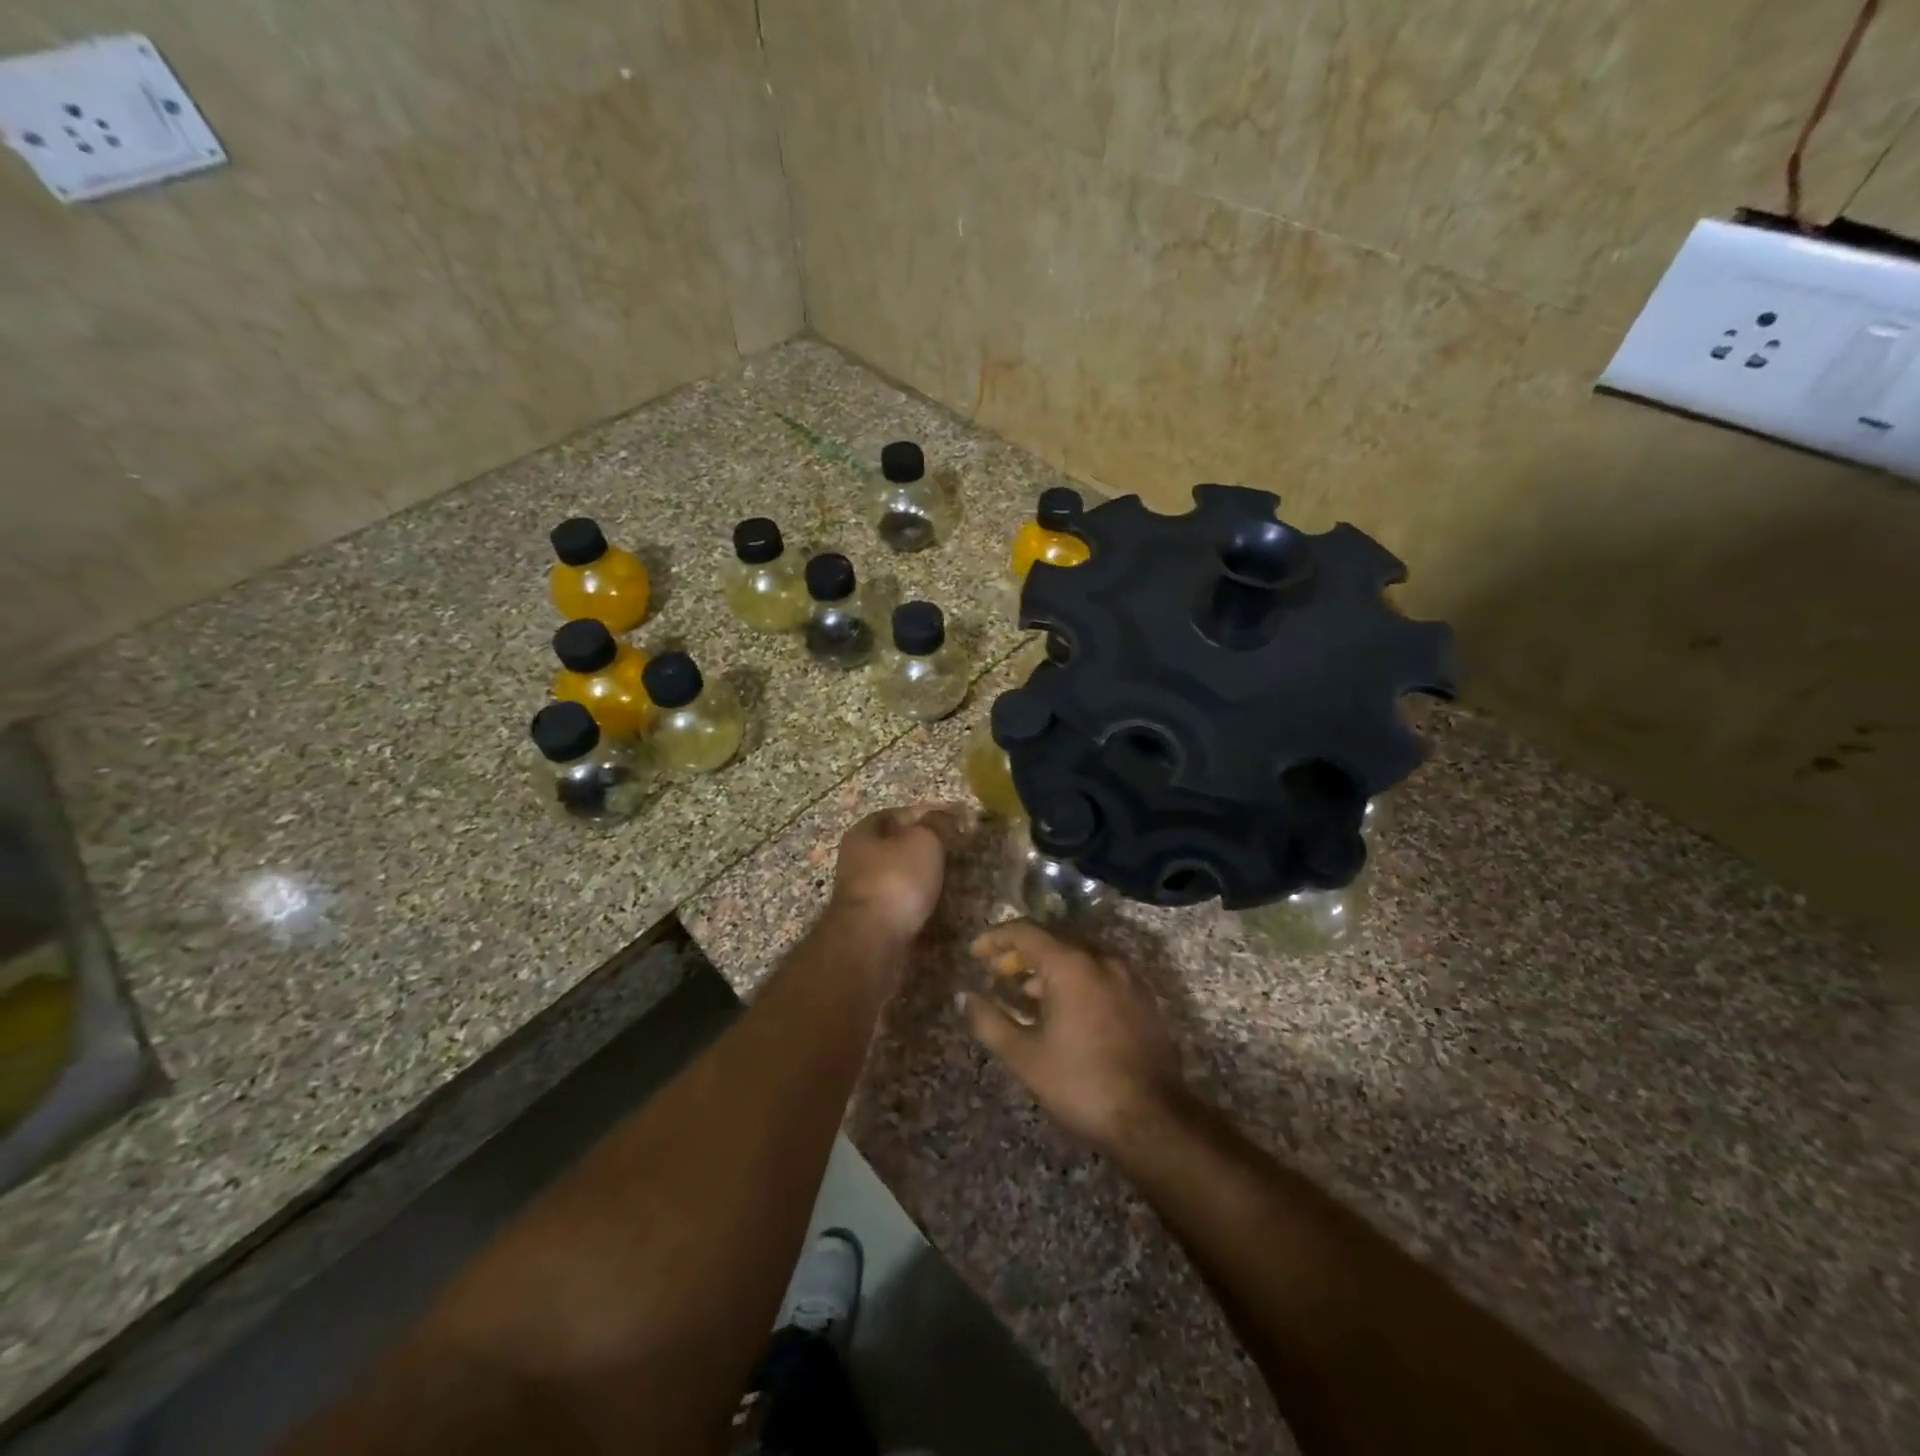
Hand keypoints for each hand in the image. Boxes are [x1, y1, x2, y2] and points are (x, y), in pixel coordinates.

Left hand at [828, 804, 960, 945]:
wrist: (872, 940)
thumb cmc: (896, 879)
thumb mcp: (924, 840)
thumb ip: (937, 824)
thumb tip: (950, 814)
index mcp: (862, 832)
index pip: (895, 814)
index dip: (923, 815)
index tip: (951, 824)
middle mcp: (855, 859)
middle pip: (894, 846)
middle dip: (922, 849)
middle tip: (953, 853)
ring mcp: (861, 893)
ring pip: (897, 876)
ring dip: (919, 878)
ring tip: (949, 881)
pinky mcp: (870, 921)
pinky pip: (898, 903)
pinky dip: (915, 902)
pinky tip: (934, 906)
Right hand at [960, 921, 1186, 1152]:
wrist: (1152, 1118)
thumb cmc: (1080, 1083)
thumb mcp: (1024, 1056)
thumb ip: (989, 1021)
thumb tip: (964, 997)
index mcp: (1071, 964)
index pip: (1025, 931)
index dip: (996, 938)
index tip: (975, 953)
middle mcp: (1101, 959)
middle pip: (1053, 940)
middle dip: (1021, 954)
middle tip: (997, 974)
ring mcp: (1127, 977)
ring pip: (1079, 957)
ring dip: (1049, 968)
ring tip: (1026, 995)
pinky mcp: (1143, 999)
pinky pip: (1101, 974)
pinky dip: (1076, 980)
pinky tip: (1065, 1011)